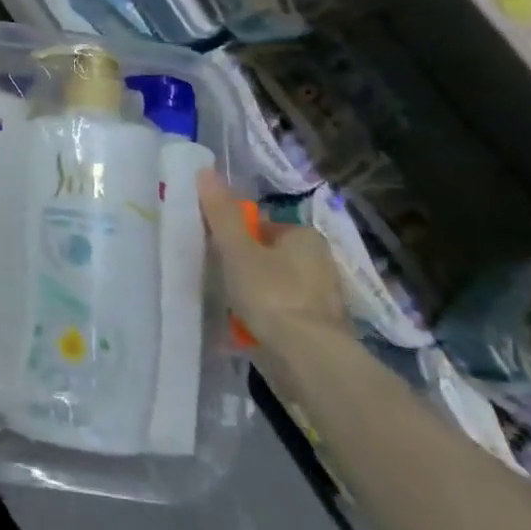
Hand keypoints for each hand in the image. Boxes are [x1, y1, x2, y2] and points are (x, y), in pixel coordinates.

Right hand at [196, 169, 346, 347]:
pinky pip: (285, 314)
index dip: (235, 237)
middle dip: (245, 267)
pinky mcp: (323, 329)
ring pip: (277, 286)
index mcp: (305, 236)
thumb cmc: (271, 294)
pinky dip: (268, 319)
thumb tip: (205, 170)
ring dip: (256, 295)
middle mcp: (322, 262)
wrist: (309, 358)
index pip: (262, 226)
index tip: (216, 254)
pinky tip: (249, 331)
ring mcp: (325, 298)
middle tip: (220, 281)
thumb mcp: (237, 249)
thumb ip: (221, 213)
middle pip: (269, 256)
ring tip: (232, 309)